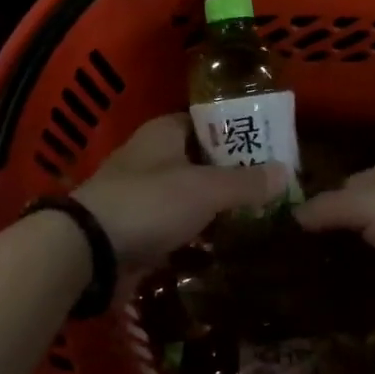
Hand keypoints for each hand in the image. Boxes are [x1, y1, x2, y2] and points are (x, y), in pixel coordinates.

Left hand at [74, 115, 288, 272]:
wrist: (88, 252)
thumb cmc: (149, 203)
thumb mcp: (206, 189)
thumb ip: (246, 182)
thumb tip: (286, 172)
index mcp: (164, 132)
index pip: (208, 121)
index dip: (239, 130)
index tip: (271, 145)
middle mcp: (152, 156)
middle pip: (202, 158)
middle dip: (234, 171)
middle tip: (273, 184)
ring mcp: (143, 194)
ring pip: (190, 193)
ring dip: (218, 204)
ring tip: (260, 213)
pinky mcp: (139, 228)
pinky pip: (178, 224)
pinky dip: (199, 231)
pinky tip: (228, 242)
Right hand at [295, 164, 374, 327]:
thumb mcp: (369, 204)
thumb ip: (329, 206)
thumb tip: (293, 215)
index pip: (336, 186)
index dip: (311, 203)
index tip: (279, 228)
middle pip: (348, 220)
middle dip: (322, 237)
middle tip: (283, 264)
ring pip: (360, 251)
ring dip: (338, 265)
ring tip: (298, 288)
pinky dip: (358, 289)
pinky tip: (331, 303)